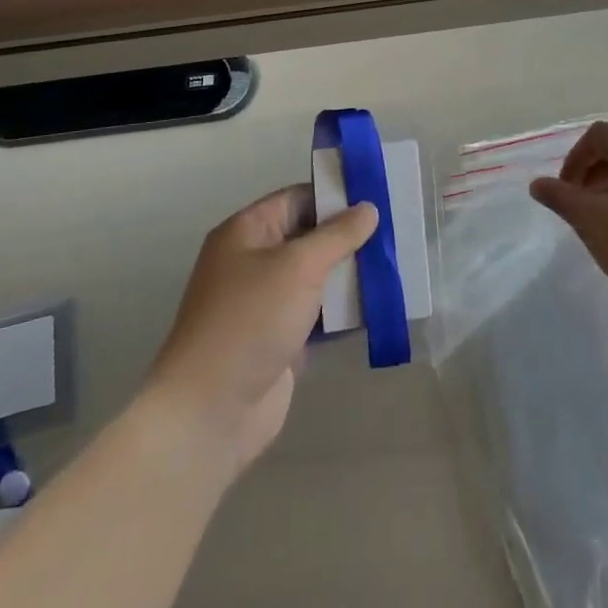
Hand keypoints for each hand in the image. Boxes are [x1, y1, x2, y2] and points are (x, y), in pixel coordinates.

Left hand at [144, 185, 376, 480]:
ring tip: (396, 266)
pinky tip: (380, 307)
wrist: (211, 411)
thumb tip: (367, 208)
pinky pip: (319, 314)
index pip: (297, 199)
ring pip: (318, 277)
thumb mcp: (298, 266)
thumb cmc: (250, 321)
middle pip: (310, 237)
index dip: (336, 196)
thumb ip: (337, 235)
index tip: (378, 198)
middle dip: (350, 237)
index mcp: (247, 232)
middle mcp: (254, 261)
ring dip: (351, 275)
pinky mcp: (281, 339)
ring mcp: (267, 303)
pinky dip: (344, 311)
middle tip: (396, 233)